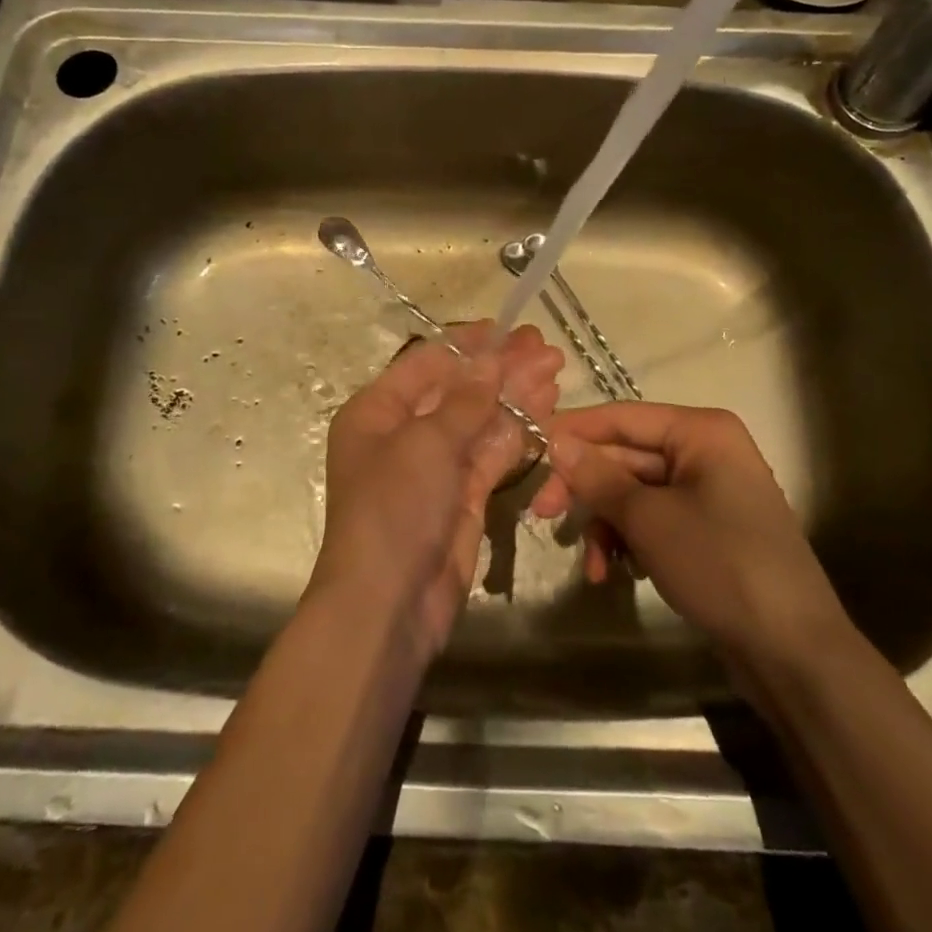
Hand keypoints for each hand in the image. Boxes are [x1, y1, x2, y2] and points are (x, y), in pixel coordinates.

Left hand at [309, 323, 562, 656]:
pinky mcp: (462, 496)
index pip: (426, 363)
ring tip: (554, 370)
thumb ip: (464, 399)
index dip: (468, 344)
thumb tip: (491, 359)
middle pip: (458, 390)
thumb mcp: (426, 443)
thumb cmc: (394, 507)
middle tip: (545, 348)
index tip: (508, 329)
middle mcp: (403, 433)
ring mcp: (434, 466)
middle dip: (500, 369)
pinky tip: (546, 409)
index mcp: (377, 411)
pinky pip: (491, 454)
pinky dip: (516, 432)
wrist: (389, 602)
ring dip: (515, 396)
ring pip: (479, 421)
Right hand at [530, 403, 844, 658]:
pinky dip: (630, 541)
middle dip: (586, 489)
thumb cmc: (720, 566)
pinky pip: (653, 520)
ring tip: (592, 566)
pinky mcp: (707, 530)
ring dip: (606, 524)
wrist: (794, 654)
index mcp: (700, 432)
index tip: (529, 450)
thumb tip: (555, 440)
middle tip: (542, 514)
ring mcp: (709, 493)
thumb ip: (597, 476)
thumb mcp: (649, 519)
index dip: (573, 432)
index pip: (621, 417)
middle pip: (625, 456)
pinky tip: (615, 574)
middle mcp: (706, 452)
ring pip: (634, 493)